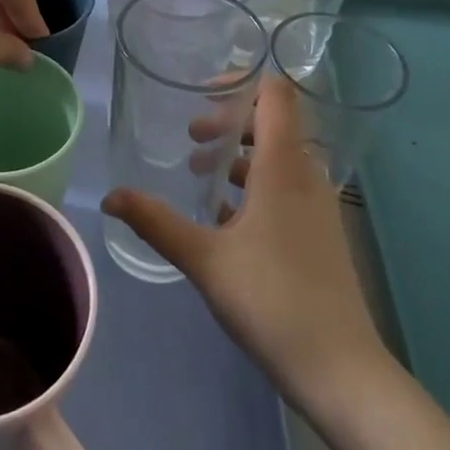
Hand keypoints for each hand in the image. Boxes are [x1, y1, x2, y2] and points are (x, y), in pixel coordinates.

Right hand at [102, 74, 383, 398]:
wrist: (339, 369)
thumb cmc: (271, 300)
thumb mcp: (203, 258)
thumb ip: (155, 222)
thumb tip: (110, 196)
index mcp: (283, 167)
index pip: (275, 94)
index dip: (242, 80)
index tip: (201, 92)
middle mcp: (307, 176)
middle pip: (274, 122)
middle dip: (229, 122)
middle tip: (192, 139)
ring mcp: (318, 206)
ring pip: (279, 157)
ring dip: (239, 156)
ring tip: (200, 176)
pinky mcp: (320, 233)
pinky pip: (286, 188)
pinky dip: (255, 186)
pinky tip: (225, 220)